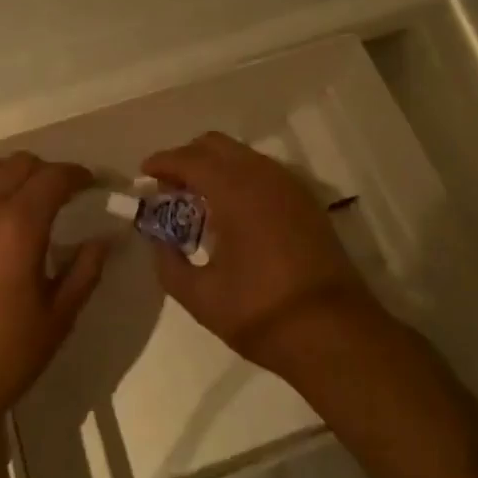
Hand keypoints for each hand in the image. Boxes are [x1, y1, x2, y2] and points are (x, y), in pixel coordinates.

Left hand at [0, 153, 105, 439]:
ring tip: (6, 199)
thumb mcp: (57, 319)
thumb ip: (84, 271)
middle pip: (18, 163)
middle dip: (43, 172)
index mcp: (21, 224)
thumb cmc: (0, 359)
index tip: (89, 184)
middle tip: (53, 196)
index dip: (77, 175)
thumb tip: (103, 239)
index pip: (55, 176)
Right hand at [142, 132, 382, 376]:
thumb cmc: (262, 313)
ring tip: (197, 201)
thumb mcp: (202, 297)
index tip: (143, 174)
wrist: (334, 333)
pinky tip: (231, 212)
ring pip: (242, 155)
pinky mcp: (306, 201)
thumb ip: (169, 264)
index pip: (190, 159)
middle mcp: (263, 175)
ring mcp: (289, 185)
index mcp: (235, 190)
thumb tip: (158, 242)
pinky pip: (263, 171)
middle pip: (216, 145)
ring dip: (215, 167)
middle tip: (168, 187)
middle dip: (187, 158)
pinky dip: (239, 178)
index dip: (163, 162)